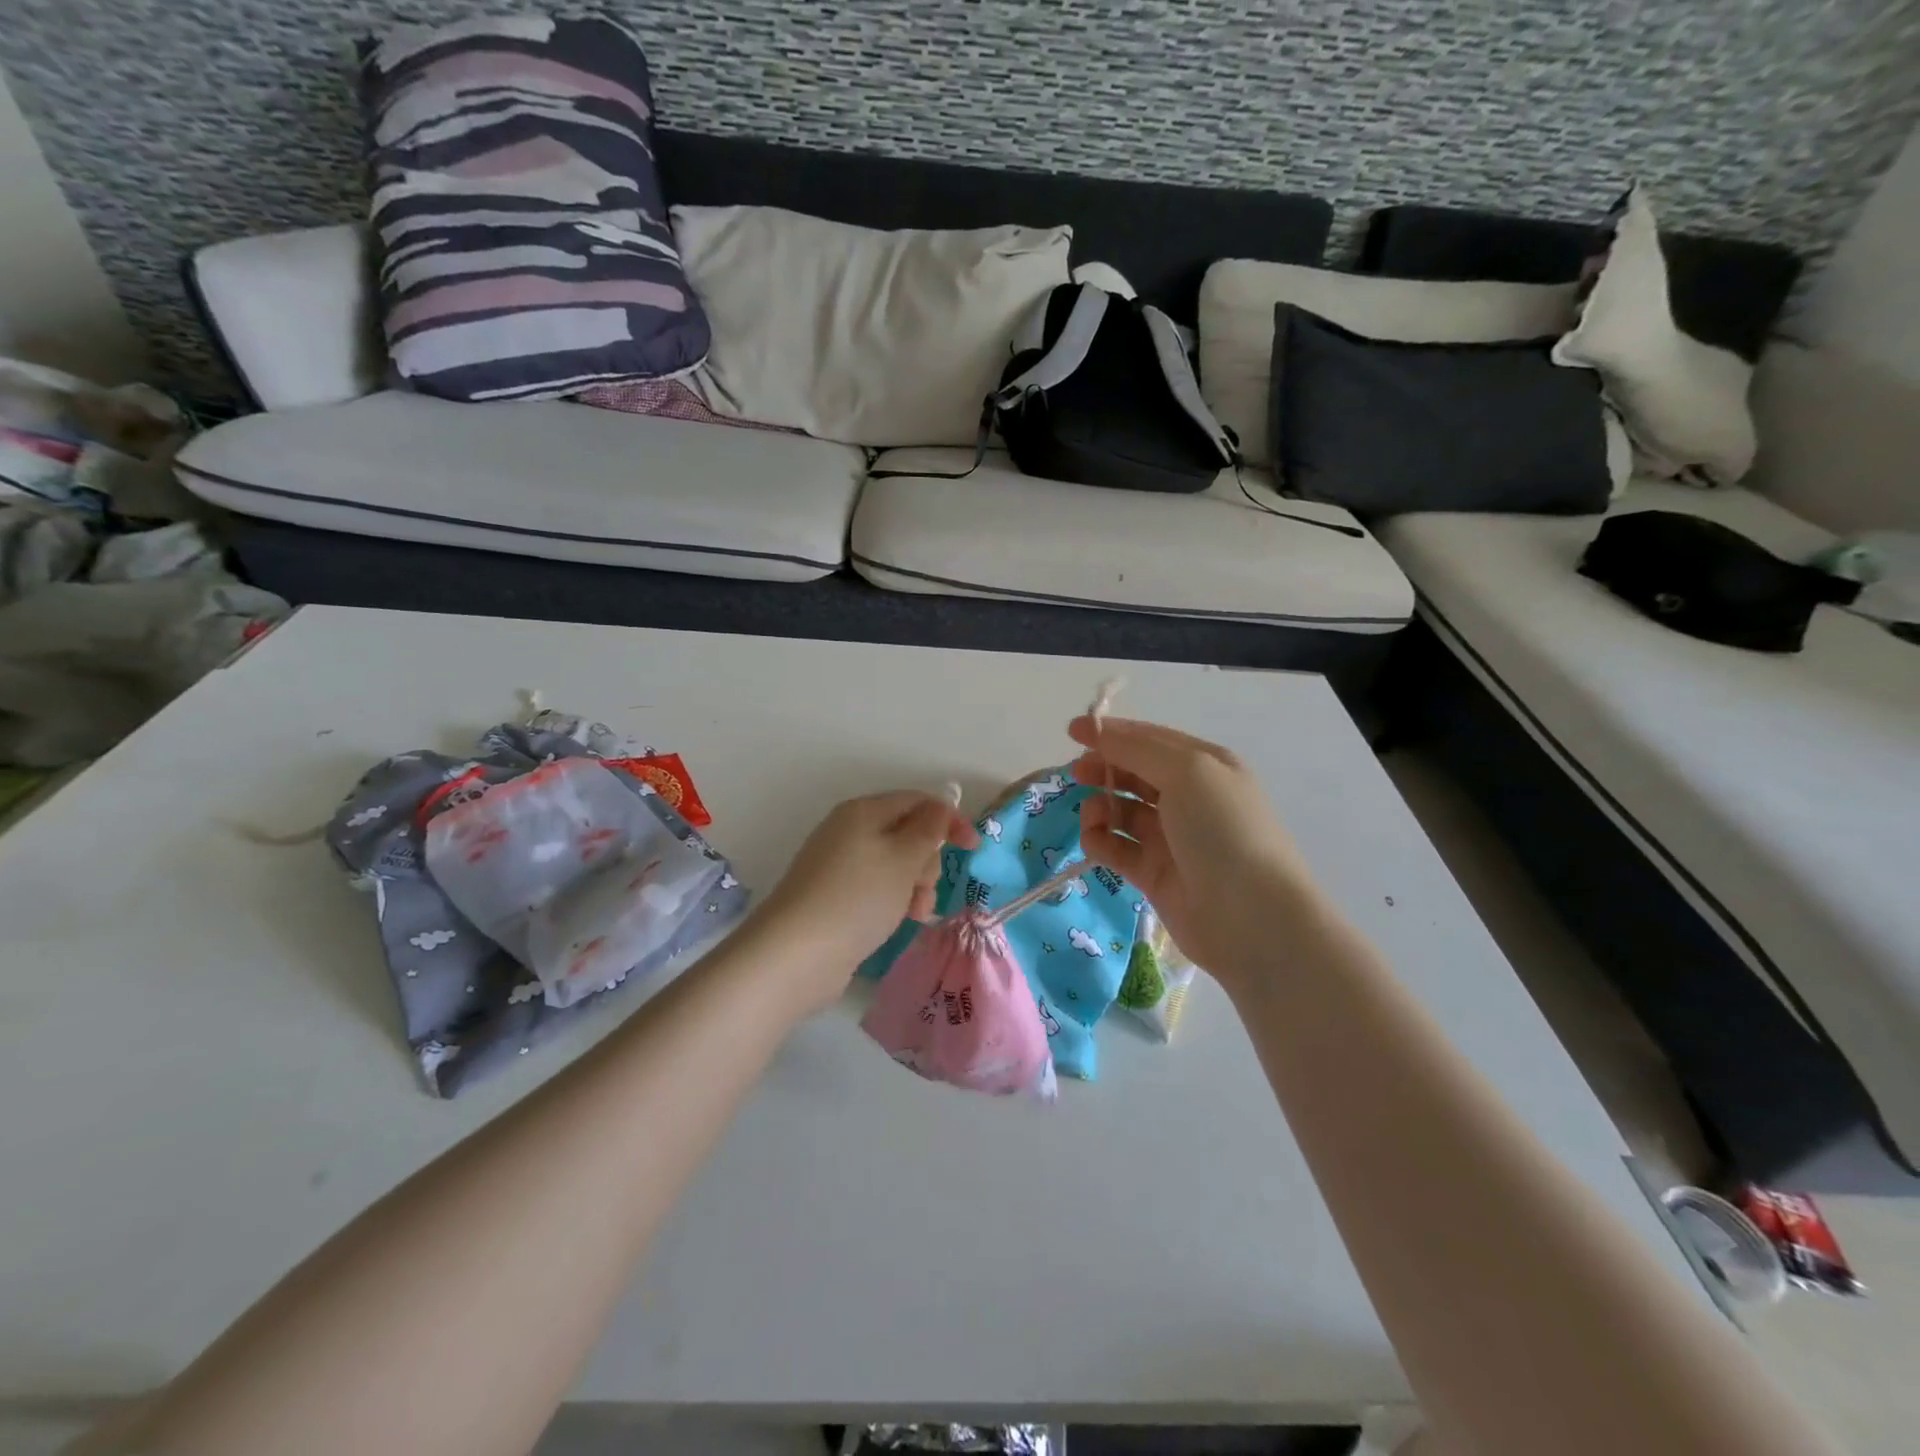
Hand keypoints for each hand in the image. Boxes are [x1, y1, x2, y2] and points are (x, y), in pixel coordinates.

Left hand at [748, 791, 979, 1011]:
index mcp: (864, 811)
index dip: (949, 820)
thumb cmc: (857, 897)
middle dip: (927, 861)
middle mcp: (849, 831)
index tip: (974, 848)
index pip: (917, 801)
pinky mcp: (835, 897)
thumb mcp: (903, 858)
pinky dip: (893, 901)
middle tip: (925, 888)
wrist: (796, 953)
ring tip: (913, 914)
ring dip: (914, 886)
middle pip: (907, 833)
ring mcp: (839, 865)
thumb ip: (928, 830)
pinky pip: (877, 888)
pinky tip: (897, 922)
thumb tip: (938, 808)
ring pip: (895, 865)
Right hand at [1068, 716, 1317, 991]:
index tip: (1072, 731)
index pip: (1150, 740)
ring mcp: (1172, 838)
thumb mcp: (1187, 772)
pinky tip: (1095, 842)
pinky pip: (1118, 849)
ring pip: (1123, 812)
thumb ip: (1137, 749)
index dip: (1112, 733)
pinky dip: (1101, 842)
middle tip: (1077, 774)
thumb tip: (1099, 733)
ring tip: (1092, 817)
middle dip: (1104, 769)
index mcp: (1205, 766)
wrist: (1253, 918)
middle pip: (1134, 774)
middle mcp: (1189, 798)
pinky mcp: (1155, 875)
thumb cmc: (1223, 831)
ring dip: (1100, 807)